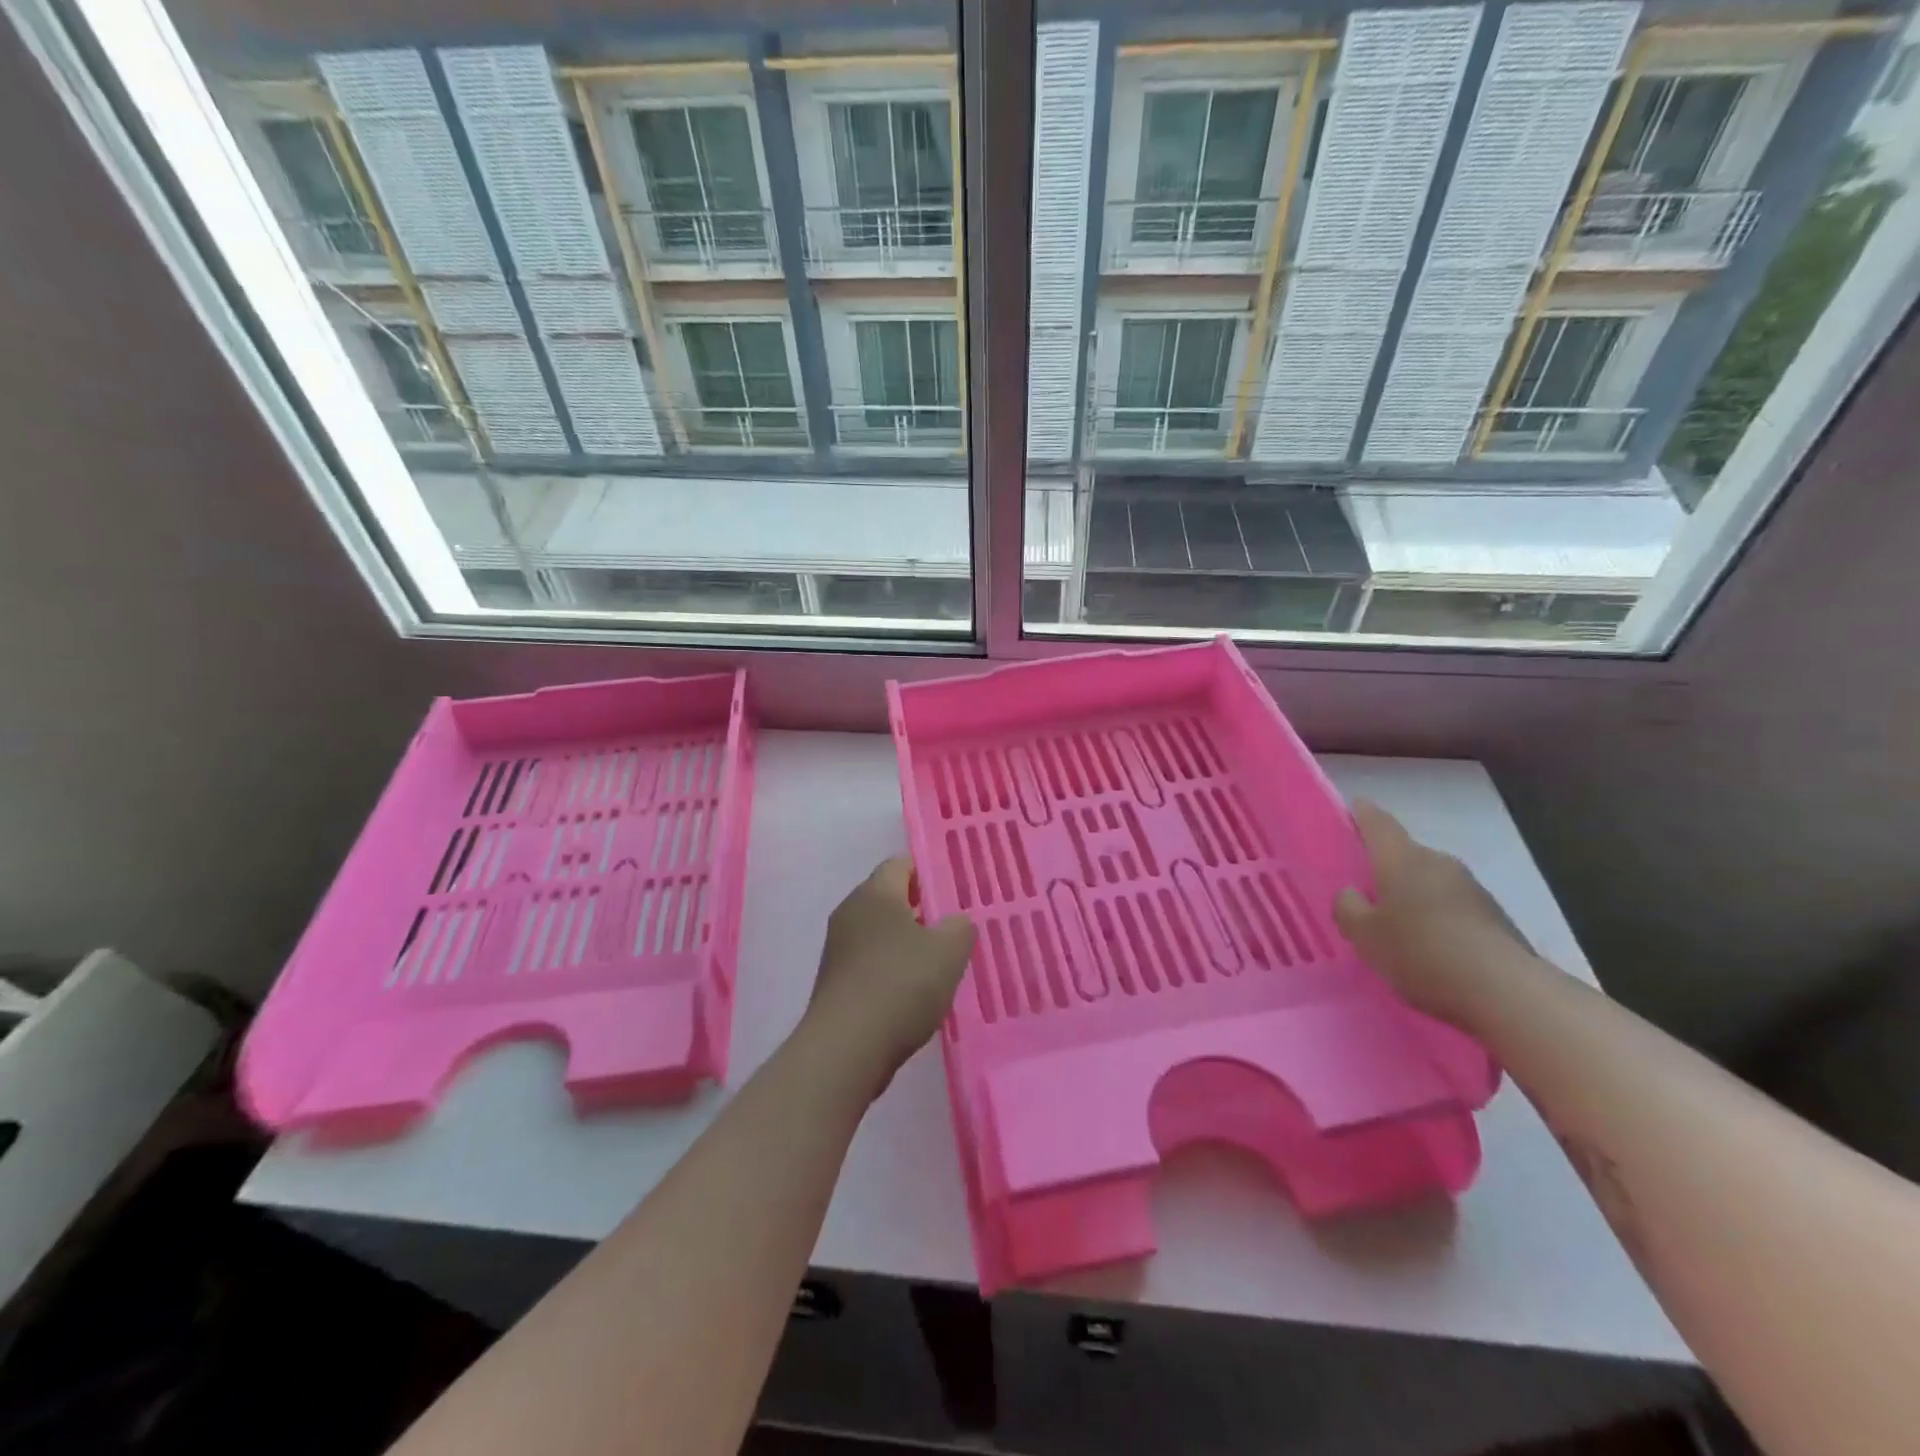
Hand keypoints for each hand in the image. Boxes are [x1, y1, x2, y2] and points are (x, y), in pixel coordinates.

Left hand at [800, 858, 975, 1100]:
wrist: (846, 1047)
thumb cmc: (901, 984)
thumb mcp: (949, 951)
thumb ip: (960, 927)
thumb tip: (955, 922)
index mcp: (875, 893)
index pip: (900, 864)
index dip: (927, 873)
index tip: (952, 891)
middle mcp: (850, 912)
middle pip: (888, 898)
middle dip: (919, 910)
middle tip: (951, 929)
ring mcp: (837, 948)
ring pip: (878, 933)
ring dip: (905, 944)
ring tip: (937, 965)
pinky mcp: (834, 982)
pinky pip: (868, 963)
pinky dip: (890, 971)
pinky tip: (912, 995)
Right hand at [1333, 799, 1533, 1024]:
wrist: (1506, 992)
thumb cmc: (1421, 952)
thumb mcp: (1364, 935)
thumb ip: (1348, 908)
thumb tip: (1351, 892)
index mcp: (1402, 858)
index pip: (1377, 823)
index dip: (1361, 814)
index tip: (1351, 808)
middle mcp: (1439, 863)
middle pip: (1406, 854)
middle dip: (1385, 865)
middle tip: (1362, 884)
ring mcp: (1472, 889)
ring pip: (1430, 881)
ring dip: (1412, 894)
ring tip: (1393, 920)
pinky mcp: (1494, 919)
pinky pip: (1452, 908)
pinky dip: (1436, 917)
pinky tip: (1427, 945)